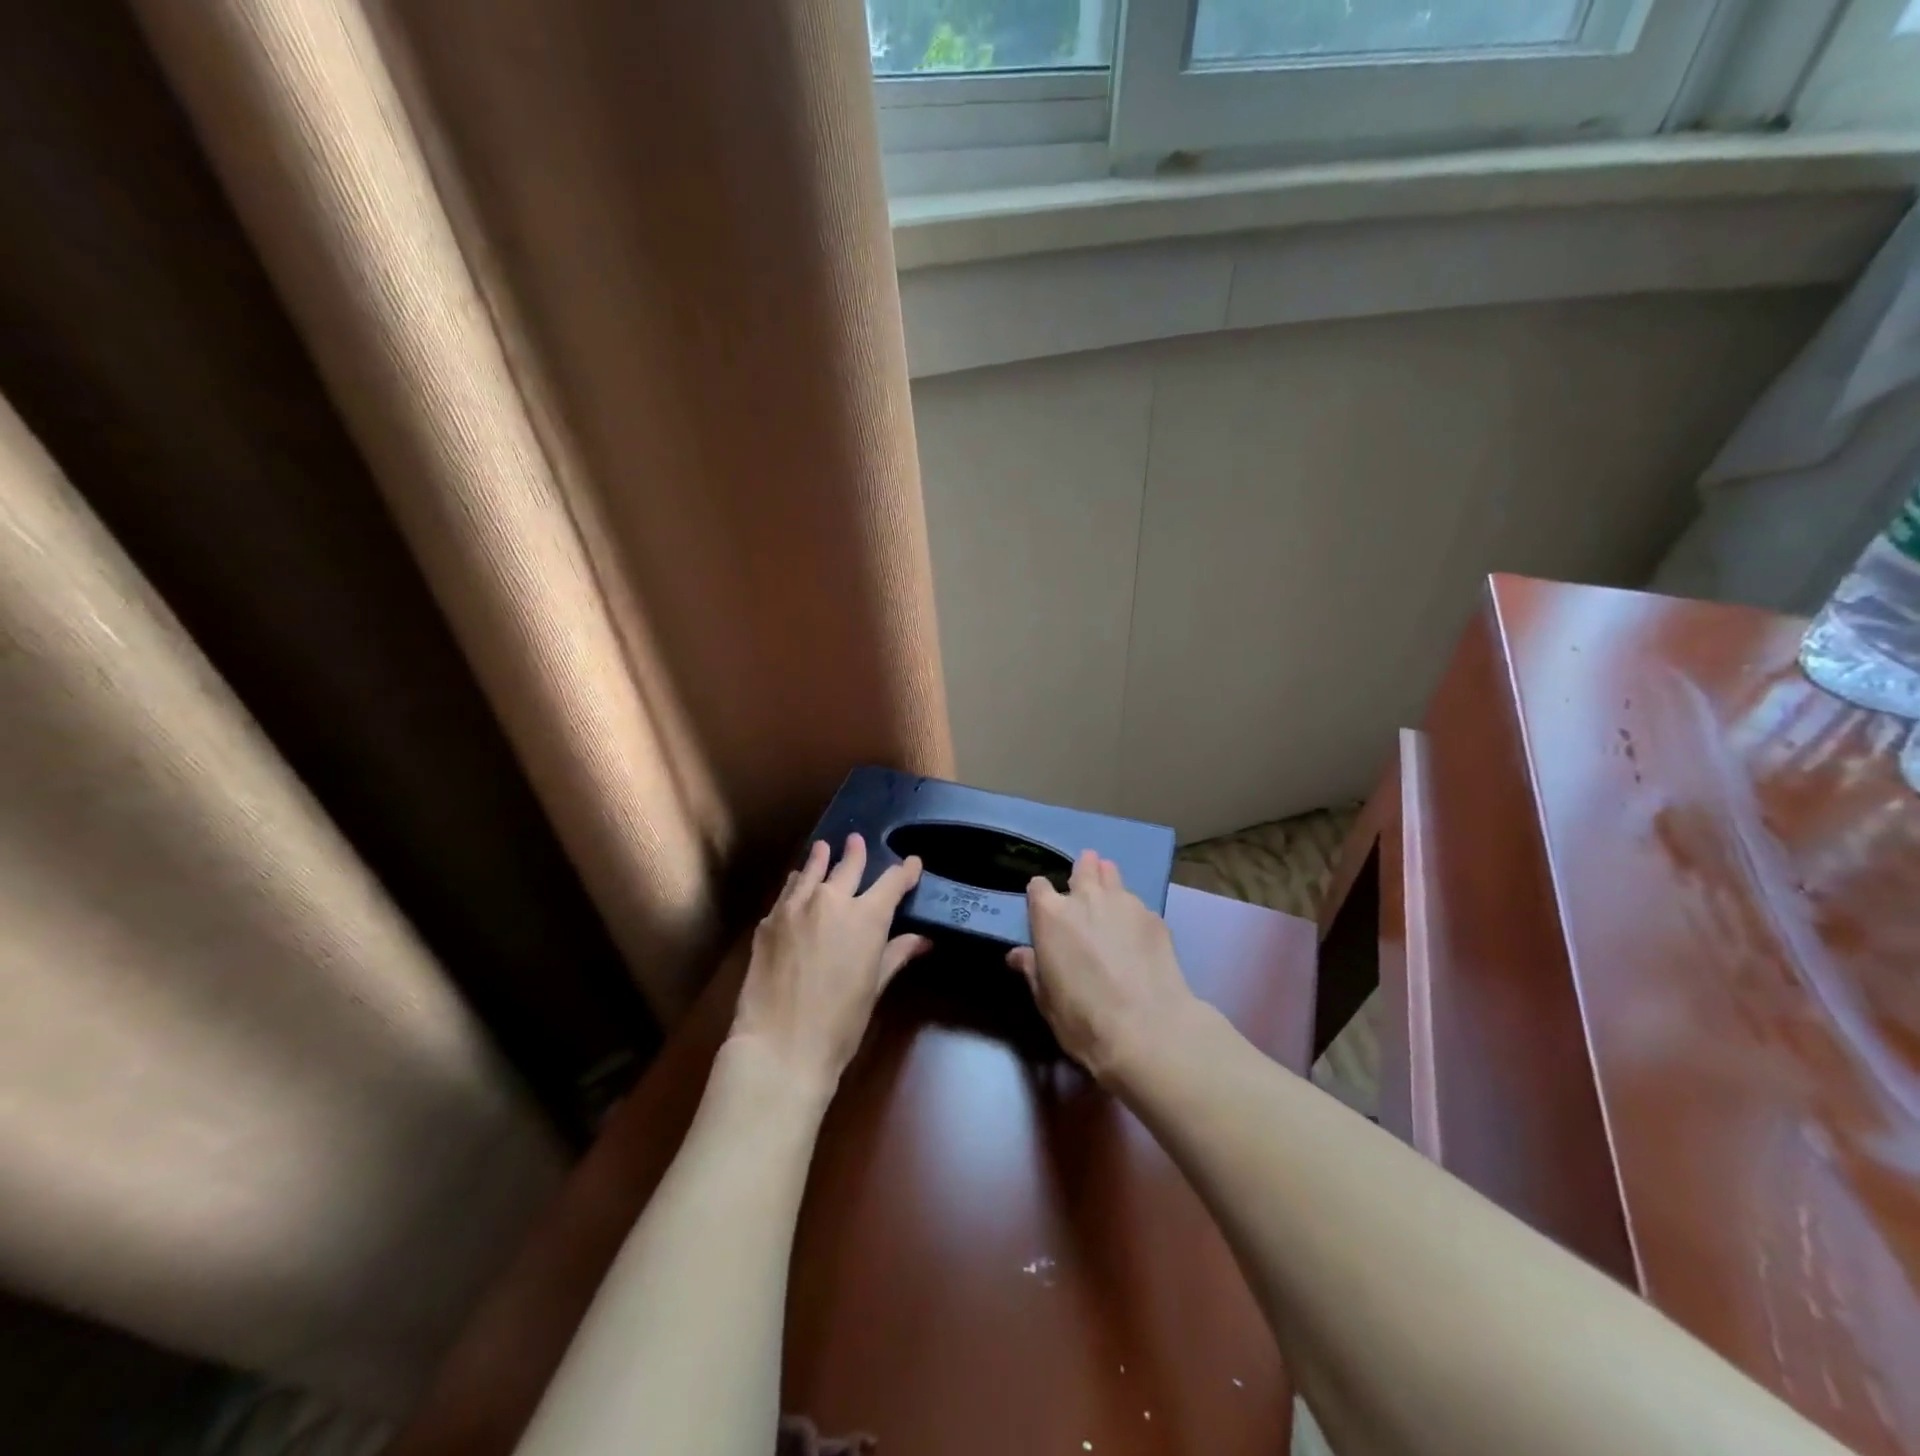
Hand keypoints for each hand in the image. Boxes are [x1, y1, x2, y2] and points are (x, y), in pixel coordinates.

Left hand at [729, 834, 930, 1093]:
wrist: (779, 1044)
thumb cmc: (839, 1023)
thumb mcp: (874, 988)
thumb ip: (895, 955)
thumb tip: (922, 940)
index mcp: (866, 917)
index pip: (891, 883)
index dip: (905, 871)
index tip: (913, 863)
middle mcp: (831, 900)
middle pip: (848, 866)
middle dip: (857, 853)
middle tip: (858, 840)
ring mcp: (795, 907)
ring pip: (812, 871)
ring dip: (822, 859)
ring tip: (824, 847)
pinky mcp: (768, 921)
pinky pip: (788, 892)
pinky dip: (797, 883)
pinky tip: (797, 883)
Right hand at [1007, 850, 1199, 1083]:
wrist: (1148, 1030)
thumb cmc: (1083, 1018)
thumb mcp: (1046, 1000)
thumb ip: (1033, 969)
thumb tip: (1018, 955)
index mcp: (1051, 915)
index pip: (1038, 886)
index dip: (1041, 897)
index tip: (1045, 912)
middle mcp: (1086, 898)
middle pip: (1083, 866)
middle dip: (1083, 872)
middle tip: (1085, 890)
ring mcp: (1124, 903)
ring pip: (1113, 875)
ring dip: (1108, 882)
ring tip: (1111, 903)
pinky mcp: (1154, 916)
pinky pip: (1137, 904)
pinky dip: (1133, 914)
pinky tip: (1138, 937)